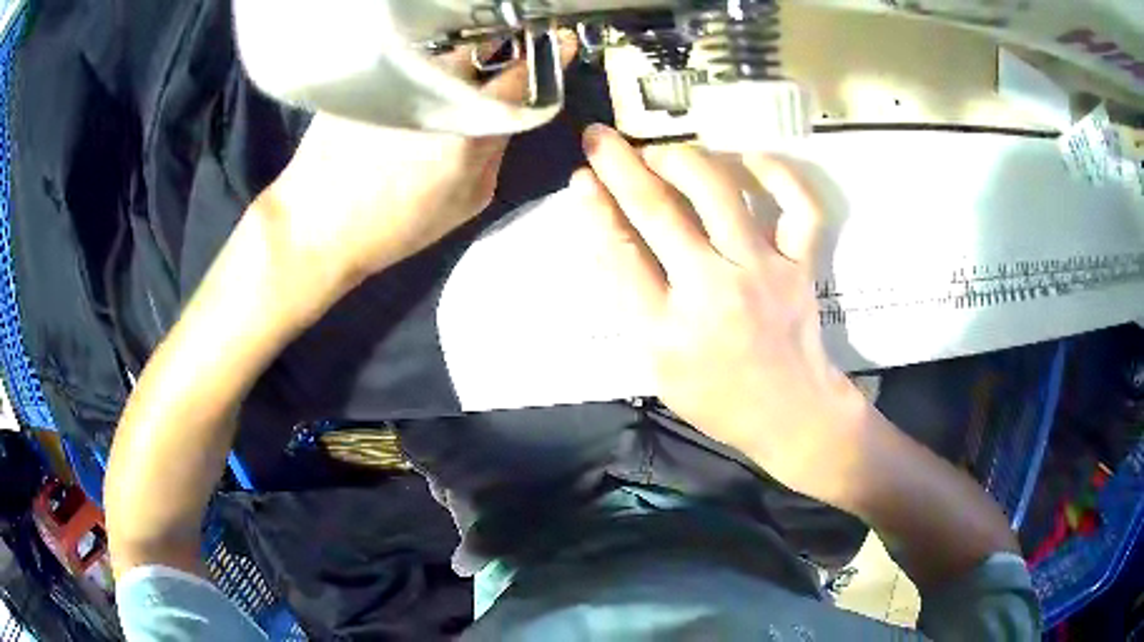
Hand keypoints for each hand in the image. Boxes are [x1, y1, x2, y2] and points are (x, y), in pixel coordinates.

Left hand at [260, 35, 577, 290]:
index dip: (546, 54)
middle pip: (482, 50)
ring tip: (448, 74)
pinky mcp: (366, 76)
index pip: (523, 74)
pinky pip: (408, 56)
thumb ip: (498, 150)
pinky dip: (422, 59)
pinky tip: (414, 79)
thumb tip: (509, 114)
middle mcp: (436, 89)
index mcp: (469, 126)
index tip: (556, 41)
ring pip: (443, 49)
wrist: (316, 225)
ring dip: (456, 54)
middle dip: (497, 50)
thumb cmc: (395, 225)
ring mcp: (396, 77)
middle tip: (493, 62)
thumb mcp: (467, 200)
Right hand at [575, 125, 868, 503]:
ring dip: (681, 157)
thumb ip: (633, 305)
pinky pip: (799, 206)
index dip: (594, 208)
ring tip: (661, 152)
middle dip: (620, 164)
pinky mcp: (801, 264)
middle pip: (658, 211)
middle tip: (600, 138)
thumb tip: (606, 238)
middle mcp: (713, 290)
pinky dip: (777, 173)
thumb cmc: (718, 398)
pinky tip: (749, 157)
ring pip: (719, 191)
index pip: (619, 253)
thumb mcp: (657, 366)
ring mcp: (764, 271)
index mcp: (667, 329)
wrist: (791, 414)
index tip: (580, 177)